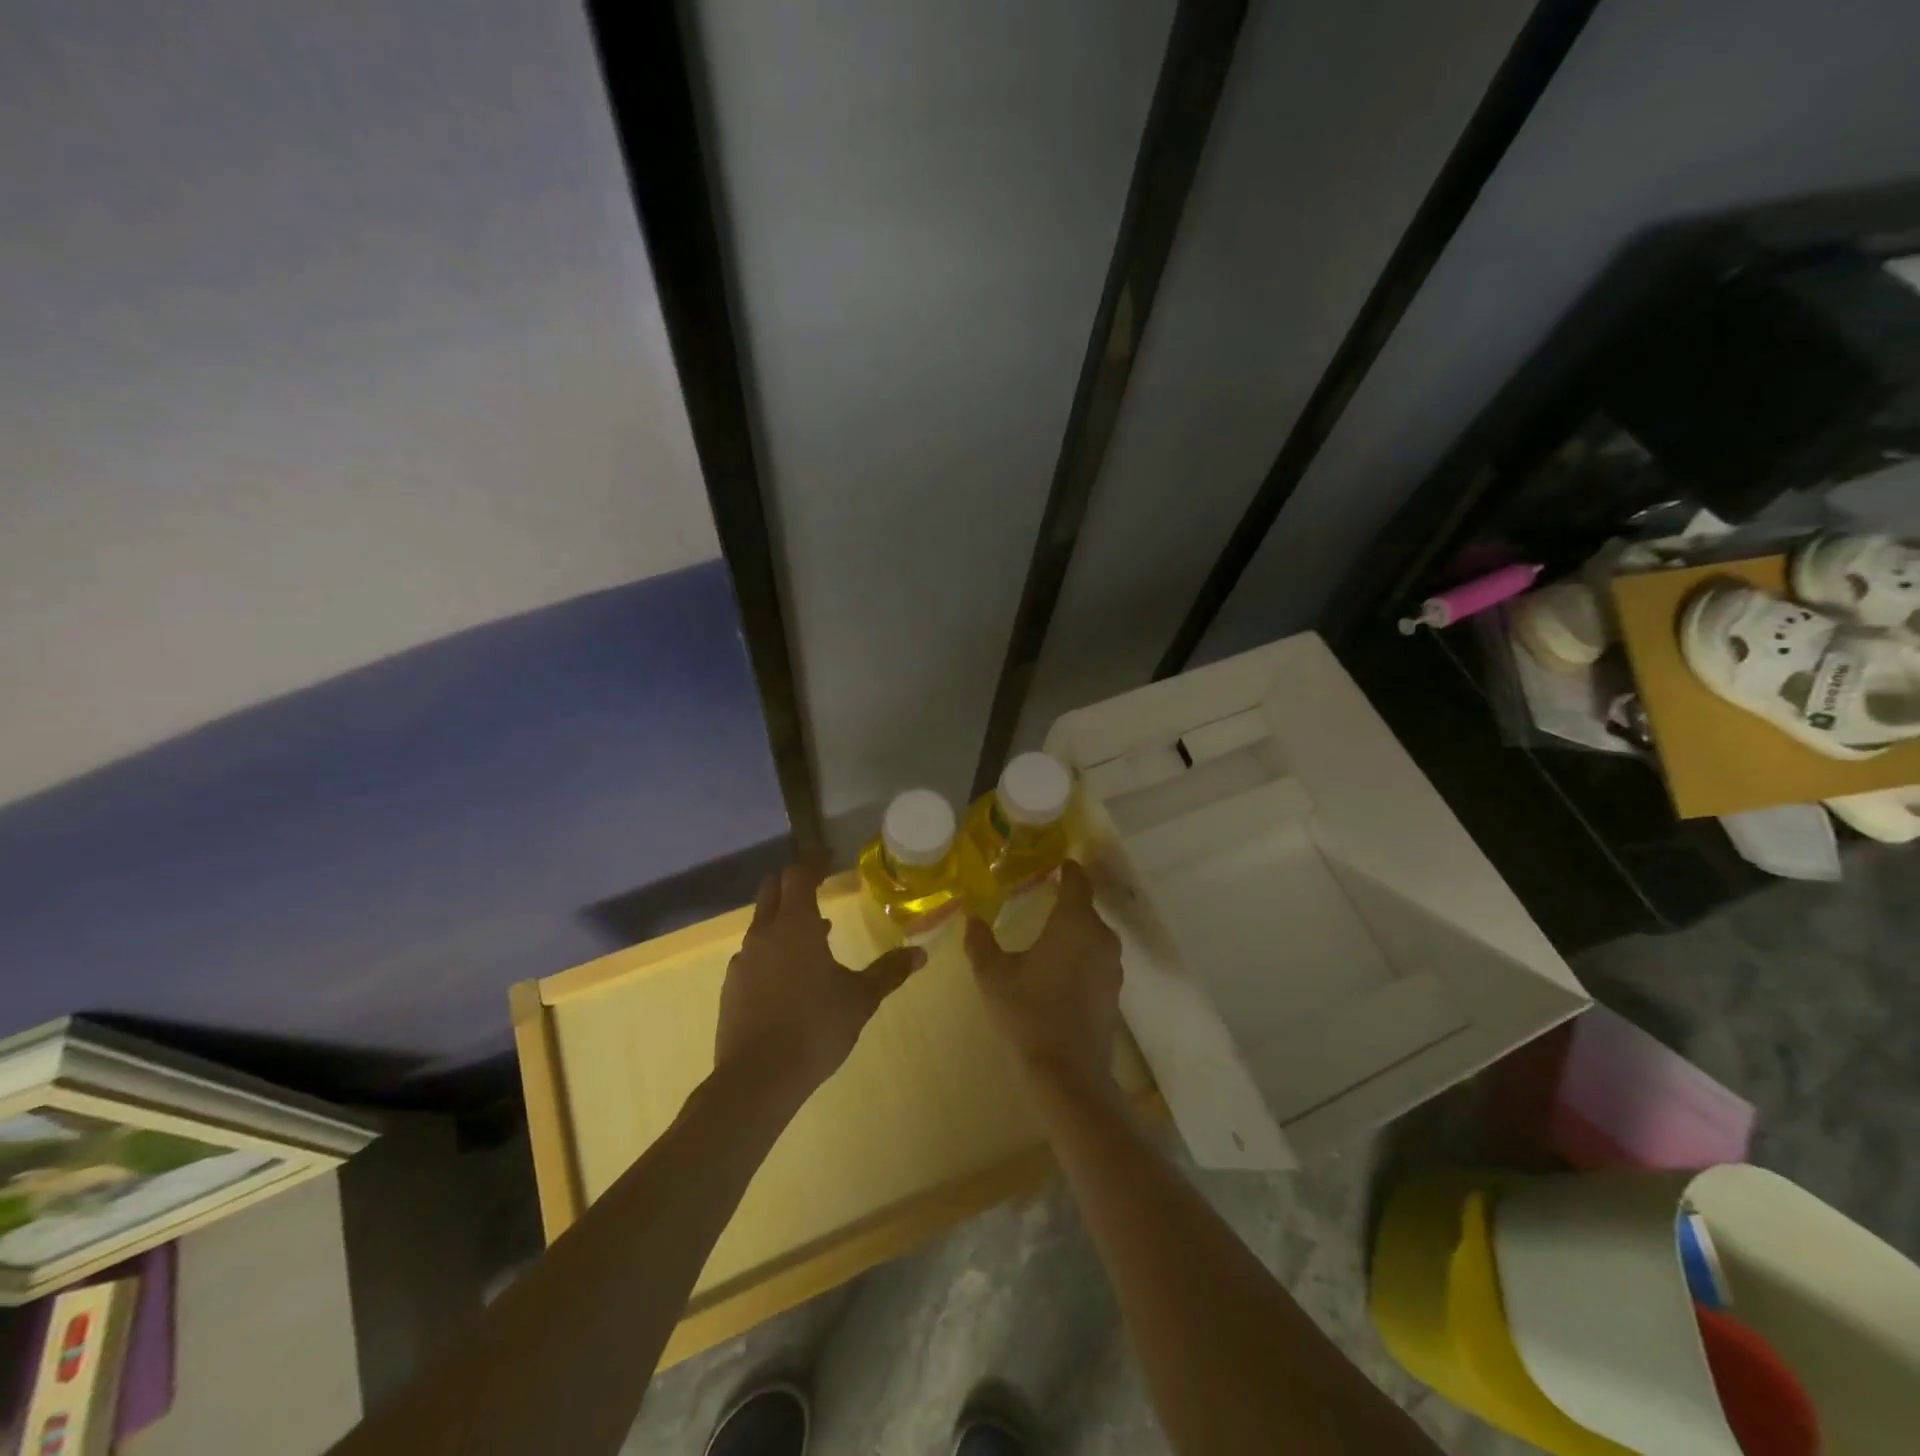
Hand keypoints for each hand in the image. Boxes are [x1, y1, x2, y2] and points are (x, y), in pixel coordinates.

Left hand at [715, 864, 923, 1102]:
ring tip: (814, 935)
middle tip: (815, 884)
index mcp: (795, 926)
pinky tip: (790, 976)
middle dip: (792, 881)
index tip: (827, 856)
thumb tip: (920, 954)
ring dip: (784, 919)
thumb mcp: (860, 999)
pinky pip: (754, 955)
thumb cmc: (814, 1027)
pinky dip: (773, 950)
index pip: (799, 875)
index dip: (813, 861)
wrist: (756, 1079)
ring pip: (762, 924)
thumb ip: (888, 972)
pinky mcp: (732, 988)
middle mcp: (764, 934)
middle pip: (772, 891)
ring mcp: (743, 961)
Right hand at [963, 861, 1121, 1092]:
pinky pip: (1097, 956)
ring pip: (1093, 933)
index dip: (1068, 869)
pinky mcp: (1114, 988)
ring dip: (1075, 928)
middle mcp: (1100, 936)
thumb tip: (972, 917)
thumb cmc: (1029, 1012)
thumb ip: (981, 943)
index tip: (1057, 862)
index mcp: (1074, 923)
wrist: (1068, 1070)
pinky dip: (1081, 952)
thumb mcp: (994, 976)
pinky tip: (1061, 965)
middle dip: (1068, 899)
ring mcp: (1112, 964)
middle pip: (1086, 907)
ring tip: (1050, 930)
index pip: (1077, 882)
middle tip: (1042, 895)